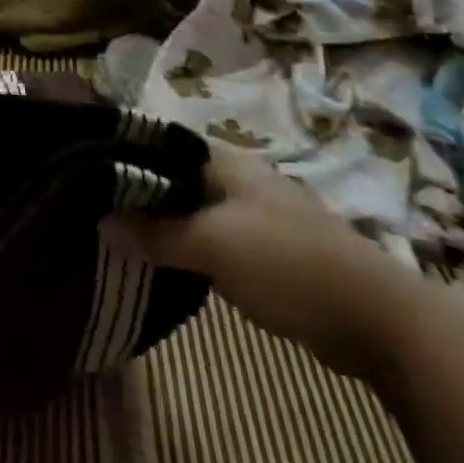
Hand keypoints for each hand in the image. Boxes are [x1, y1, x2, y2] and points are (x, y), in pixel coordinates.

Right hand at [108, 152, 415, 377]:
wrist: (377, 319)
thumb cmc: (287, 263)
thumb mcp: (213, 246)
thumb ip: (156, 234)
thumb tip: (100, 224)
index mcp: (225, 161)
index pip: (161, 143)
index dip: (124, 153)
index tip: (86, 169)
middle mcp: (237, 178)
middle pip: (174, 176)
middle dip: (138, 191)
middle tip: (95, 206)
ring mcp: (254, 213)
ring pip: (192, 209)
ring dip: (162, 221)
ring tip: (119, 234)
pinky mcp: (265, 249)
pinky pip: (211, 237)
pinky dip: (186, 244)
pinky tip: (163, 260)